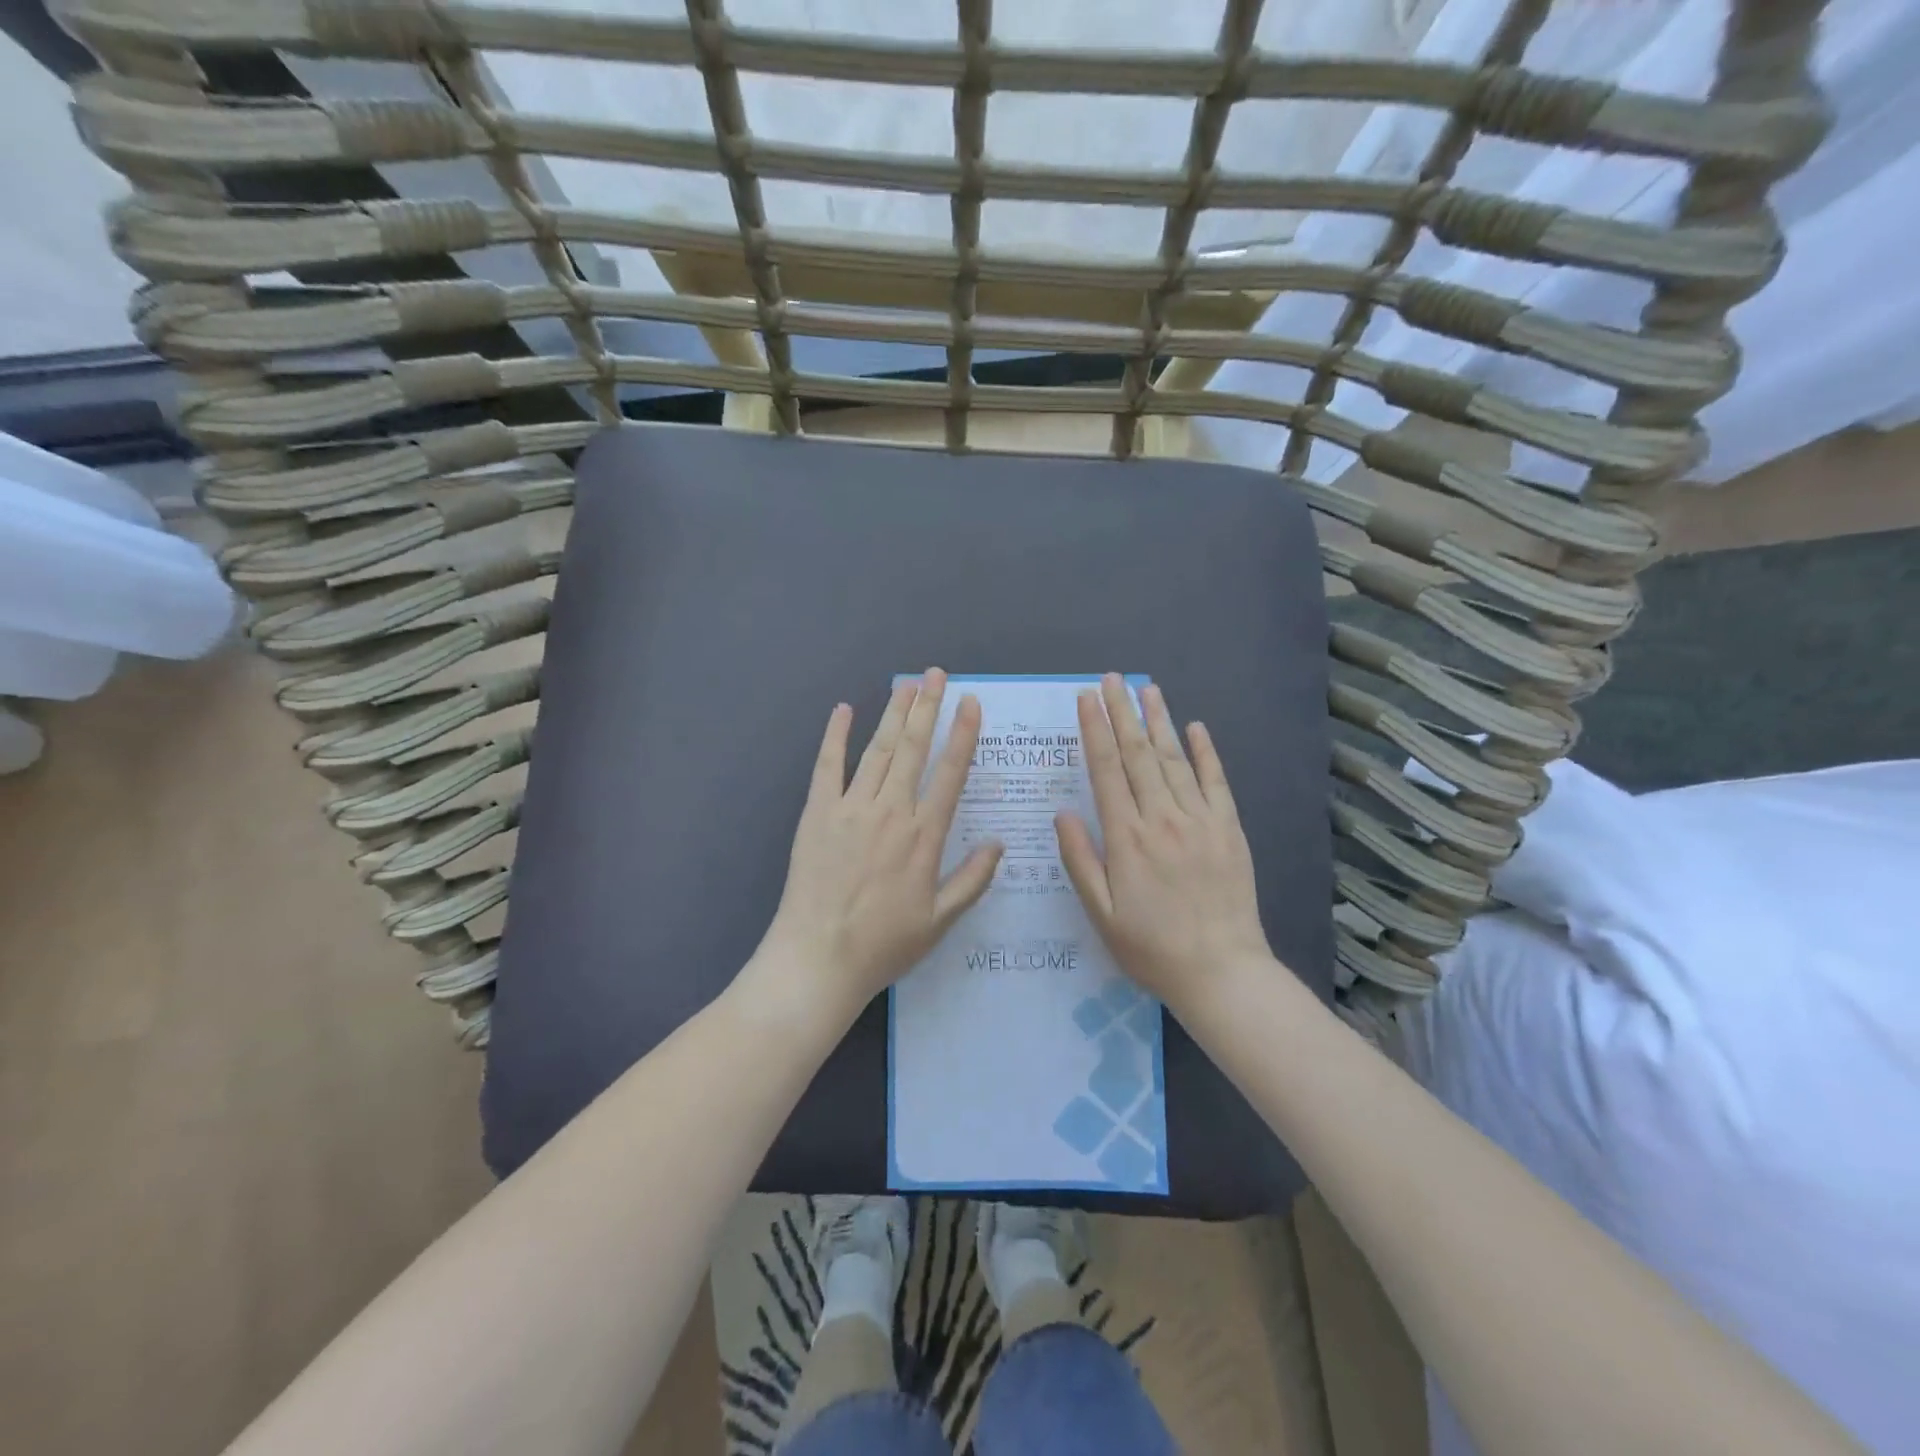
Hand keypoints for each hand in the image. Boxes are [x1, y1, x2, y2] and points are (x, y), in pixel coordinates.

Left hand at [748, 668, 1002, 1030]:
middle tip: (937, 674)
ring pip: (878, 750)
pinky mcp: (817, 813)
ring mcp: (851, 808)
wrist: (818, 958)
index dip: (962, 735)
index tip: (970, 703)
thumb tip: (999, 843)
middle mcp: (891, 811)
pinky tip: (843, 710)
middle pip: (914, 749)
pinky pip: (828, 766)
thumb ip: (972, 879)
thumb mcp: (940, 920)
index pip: (950, 773)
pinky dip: (835, 736)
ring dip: (894, 714)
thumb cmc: (884, 944)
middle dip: (928, 708)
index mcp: (924, 835)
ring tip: (907, 684)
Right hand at [1056, 674, 1271, 1012]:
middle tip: (1111, 679)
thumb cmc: (1151, 947)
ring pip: (1174, 760)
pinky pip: (1216, 782)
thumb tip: (1063, 813)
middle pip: (1138, 755)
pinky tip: (1195, 727)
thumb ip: (1080, 860)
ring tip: (1147, 689)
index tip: (1086, 699)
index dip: (1094, 730)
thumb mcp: (1101, 913)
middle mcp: (1163, 818)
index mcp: (1127, 837)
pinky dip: (1205, 752)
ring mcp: (1200, 820)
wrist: (1221, 971)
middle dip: (1122, 713)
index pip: (1106, 770)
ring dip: (1158, 721)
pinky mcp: (1229, 829)